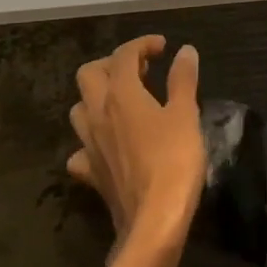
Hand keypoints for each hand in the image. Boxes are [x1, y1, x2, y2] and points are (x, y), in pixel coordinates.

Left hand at [68, 35, 205, 255]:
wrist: (153, 222)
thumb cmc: (173, 161)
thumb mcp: (185, 115)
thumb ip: (183, 80)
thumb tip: (185, 51)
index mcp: (121, 93)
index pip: (123, 55)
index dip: (142, 44)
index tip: (163, 47)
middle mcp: (98, 113)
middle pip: (89, 74)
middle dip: (112, 64)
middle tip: (139, 70)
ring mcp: (89, 144)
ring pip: (80, 108)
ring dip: (98, 97)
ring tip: (124, 101)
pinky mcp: (91, 173)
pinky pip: (82, 149)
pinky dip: (92, 140)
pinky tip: (109, 146)